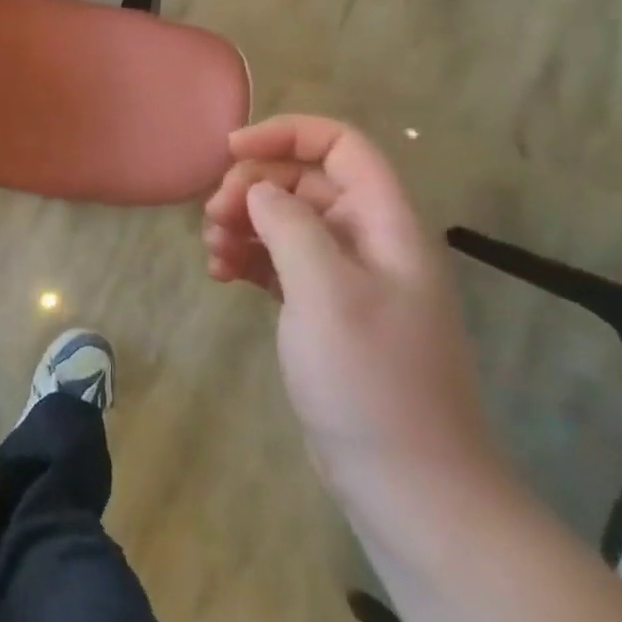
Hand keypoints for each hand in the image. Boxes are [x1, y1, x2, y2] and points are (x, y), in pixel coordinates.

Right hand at [202, 115, 508, 530]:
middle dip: (252, 187)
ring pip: (286, 222)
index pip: (341, 146)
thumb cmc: (371, 381)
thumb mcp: (326, 291)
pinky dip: (247, 259)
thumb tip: (259, 189)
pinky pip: (279, 263)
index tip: (229, 151)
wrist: (410, 487)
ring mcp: (346, 280)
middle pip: (304, 182)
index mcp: (385, 225)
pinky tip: (219, 276)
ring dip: (243, 223)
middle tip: (213, 217)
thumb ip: (289, 224)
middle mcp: (368, 242)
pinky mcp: (324, 312)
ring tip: (211, 251)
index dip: (286, 135)